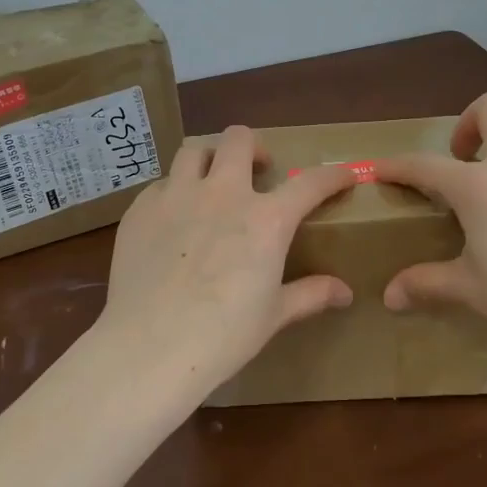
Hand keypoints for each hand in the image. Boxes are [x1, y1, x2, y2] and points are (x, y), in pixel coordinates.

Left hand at [95, 126, 358, 397]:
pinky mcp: (141, 208)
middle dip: (254, 147)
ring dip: (209, 159)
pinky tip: (172, 218)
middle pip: (239, 139)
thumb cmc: (222, 335)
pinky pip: (160, 184)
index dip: (332, 175)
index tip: (343, 175)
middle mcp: (223, 193)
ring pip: (194, 150)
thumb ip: (310, 294)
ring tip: (211, 181)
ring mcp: (177, 196)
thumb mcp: (273, 315)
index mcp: (265, 219)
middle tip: (257, 170)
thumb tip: (344, 293)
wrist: (150, 347)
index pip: (310, 183)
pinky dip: (173, 192)